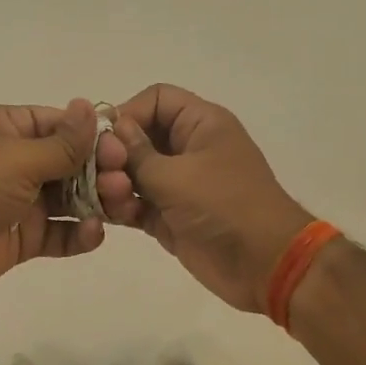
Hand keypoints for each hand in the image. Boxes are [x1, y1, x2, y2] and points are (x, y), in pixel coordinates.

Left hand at [0, 100, 104, 303]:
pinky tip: (94, 234)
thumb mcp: (17, 157)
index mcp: (4, 128)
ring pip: (68, 198)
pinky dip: (78, 233)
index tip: (123, 150)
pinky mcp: (21, 237)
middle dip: (98, 172)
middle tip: (123, 184)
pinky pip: (58, 231)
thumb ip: (62, 142)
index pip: (58, 124)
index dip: (91, 136)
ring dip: (95, 202)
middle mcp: (12, 161)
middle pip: (68, 162)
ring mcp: (18, 201)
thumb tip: (91, 106)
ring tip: (119, 209)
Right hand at [95, 84, 312, 312]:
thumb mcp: (176, 176)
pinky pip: (135, 203)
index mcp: (200, 124)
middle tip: (103, 175)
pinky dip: (121, 208)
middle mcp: (187, 149)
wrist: (263, 264)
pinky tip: (112, 217)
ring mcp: (177, 185)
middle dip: (115, 155)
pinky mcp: (168, 217)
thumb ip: (137, 153)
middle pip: (137, 137)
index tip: (103, 139)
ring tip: (114, 200)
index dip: (127, 113)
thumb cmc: (224, 207)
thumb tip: (112, 129)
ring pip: (131, 173)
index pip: (156, 100)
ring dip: (114, 185)